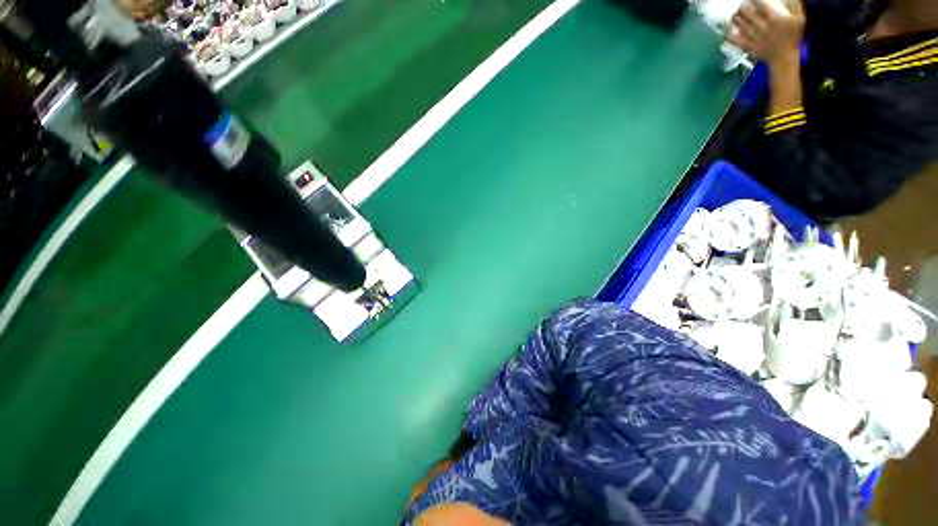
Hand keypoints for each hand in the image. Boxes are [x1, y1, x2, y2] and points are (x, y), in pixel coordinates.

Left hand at [727, 0, 805, 65]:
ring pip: (740, 25)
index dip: (754, 0)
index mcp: (774, 18)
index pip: (761, 5)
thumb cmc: (793, 37)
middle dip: (742, 8)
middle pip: (748, 14)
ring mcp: (754, 37)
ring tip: (734, 15)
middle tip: (741, 7)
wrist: (784, 58)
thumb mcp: (800, 19)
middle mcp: (762, 27)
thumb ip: (794, 6)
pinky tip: (726, 31)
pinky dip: (730, 35)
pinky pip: (736, 40)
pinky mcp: (749, 46)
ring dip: (735, 19)